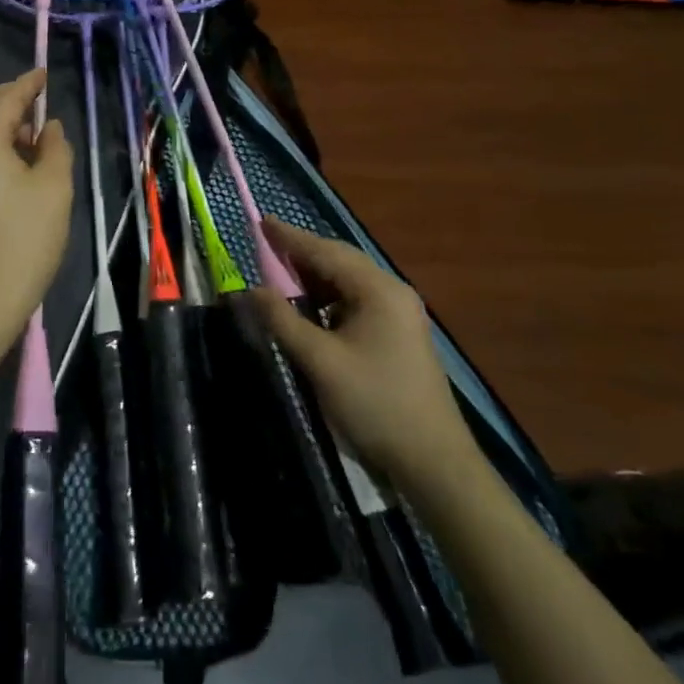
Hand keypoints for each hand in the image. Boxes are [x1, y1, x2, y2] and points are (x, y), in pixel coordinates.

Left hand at [0, 70, 73, 342]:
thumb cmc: (26, 239)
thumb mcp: (54, 188)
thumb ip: (55, 148)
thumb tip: (48, 127)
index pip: (5, 100)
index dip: (26, 84)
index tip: (43, 73)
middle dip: (3, 96)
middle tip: (34, 98)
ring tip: (32, 133)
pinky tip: (17, 160)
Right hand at [246, 219, 475, 484]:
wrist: (434, 461)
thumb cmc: (375, 404)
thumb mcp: (320, 362)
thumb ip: (282, 320)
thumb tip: (250, 290)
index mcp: (378, 290)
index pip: (325, 252)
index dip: (289, 238)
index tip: (260, 222)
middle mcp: (393, 292)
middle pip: (340, 262)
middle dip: (302, 253)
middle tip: (265, 245)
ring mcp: (400, 314)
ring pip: (349, 282)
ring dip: (315, 278)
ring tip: (281, 277)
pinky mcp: (400, 335)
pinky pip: (358, 302)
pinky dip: (330, 299)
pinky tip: (313, 311)